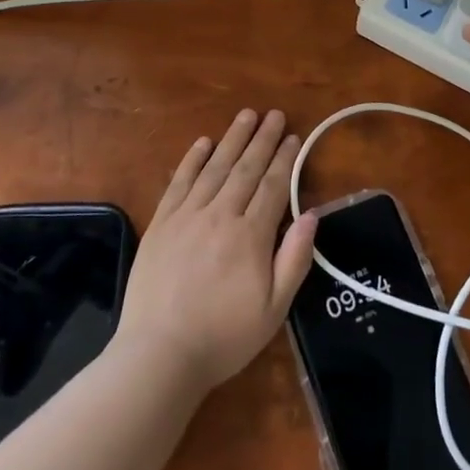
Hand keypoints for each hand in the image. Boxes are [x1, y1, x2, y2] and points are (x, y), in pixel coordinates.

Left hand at [117, 108, 317, 397]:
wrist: (159, 355)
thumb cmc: (223, 337)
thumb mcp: (274, 310)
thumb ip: (295, 259)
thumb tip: (311, 215)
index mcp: (251, 235)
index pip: (273, 186)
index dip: (285, 159)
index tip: (294, 137)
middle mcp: (220, 215)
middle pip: (246, 168)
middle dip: (263, 139)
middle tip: (275, 114)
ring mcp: (187, 216)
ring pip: (215, 167)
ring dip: (233, 138)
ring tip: (246, 115)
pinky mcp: (161, 223)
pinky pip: (180, 182)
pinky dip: (192, 159)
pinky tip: (203, 142)